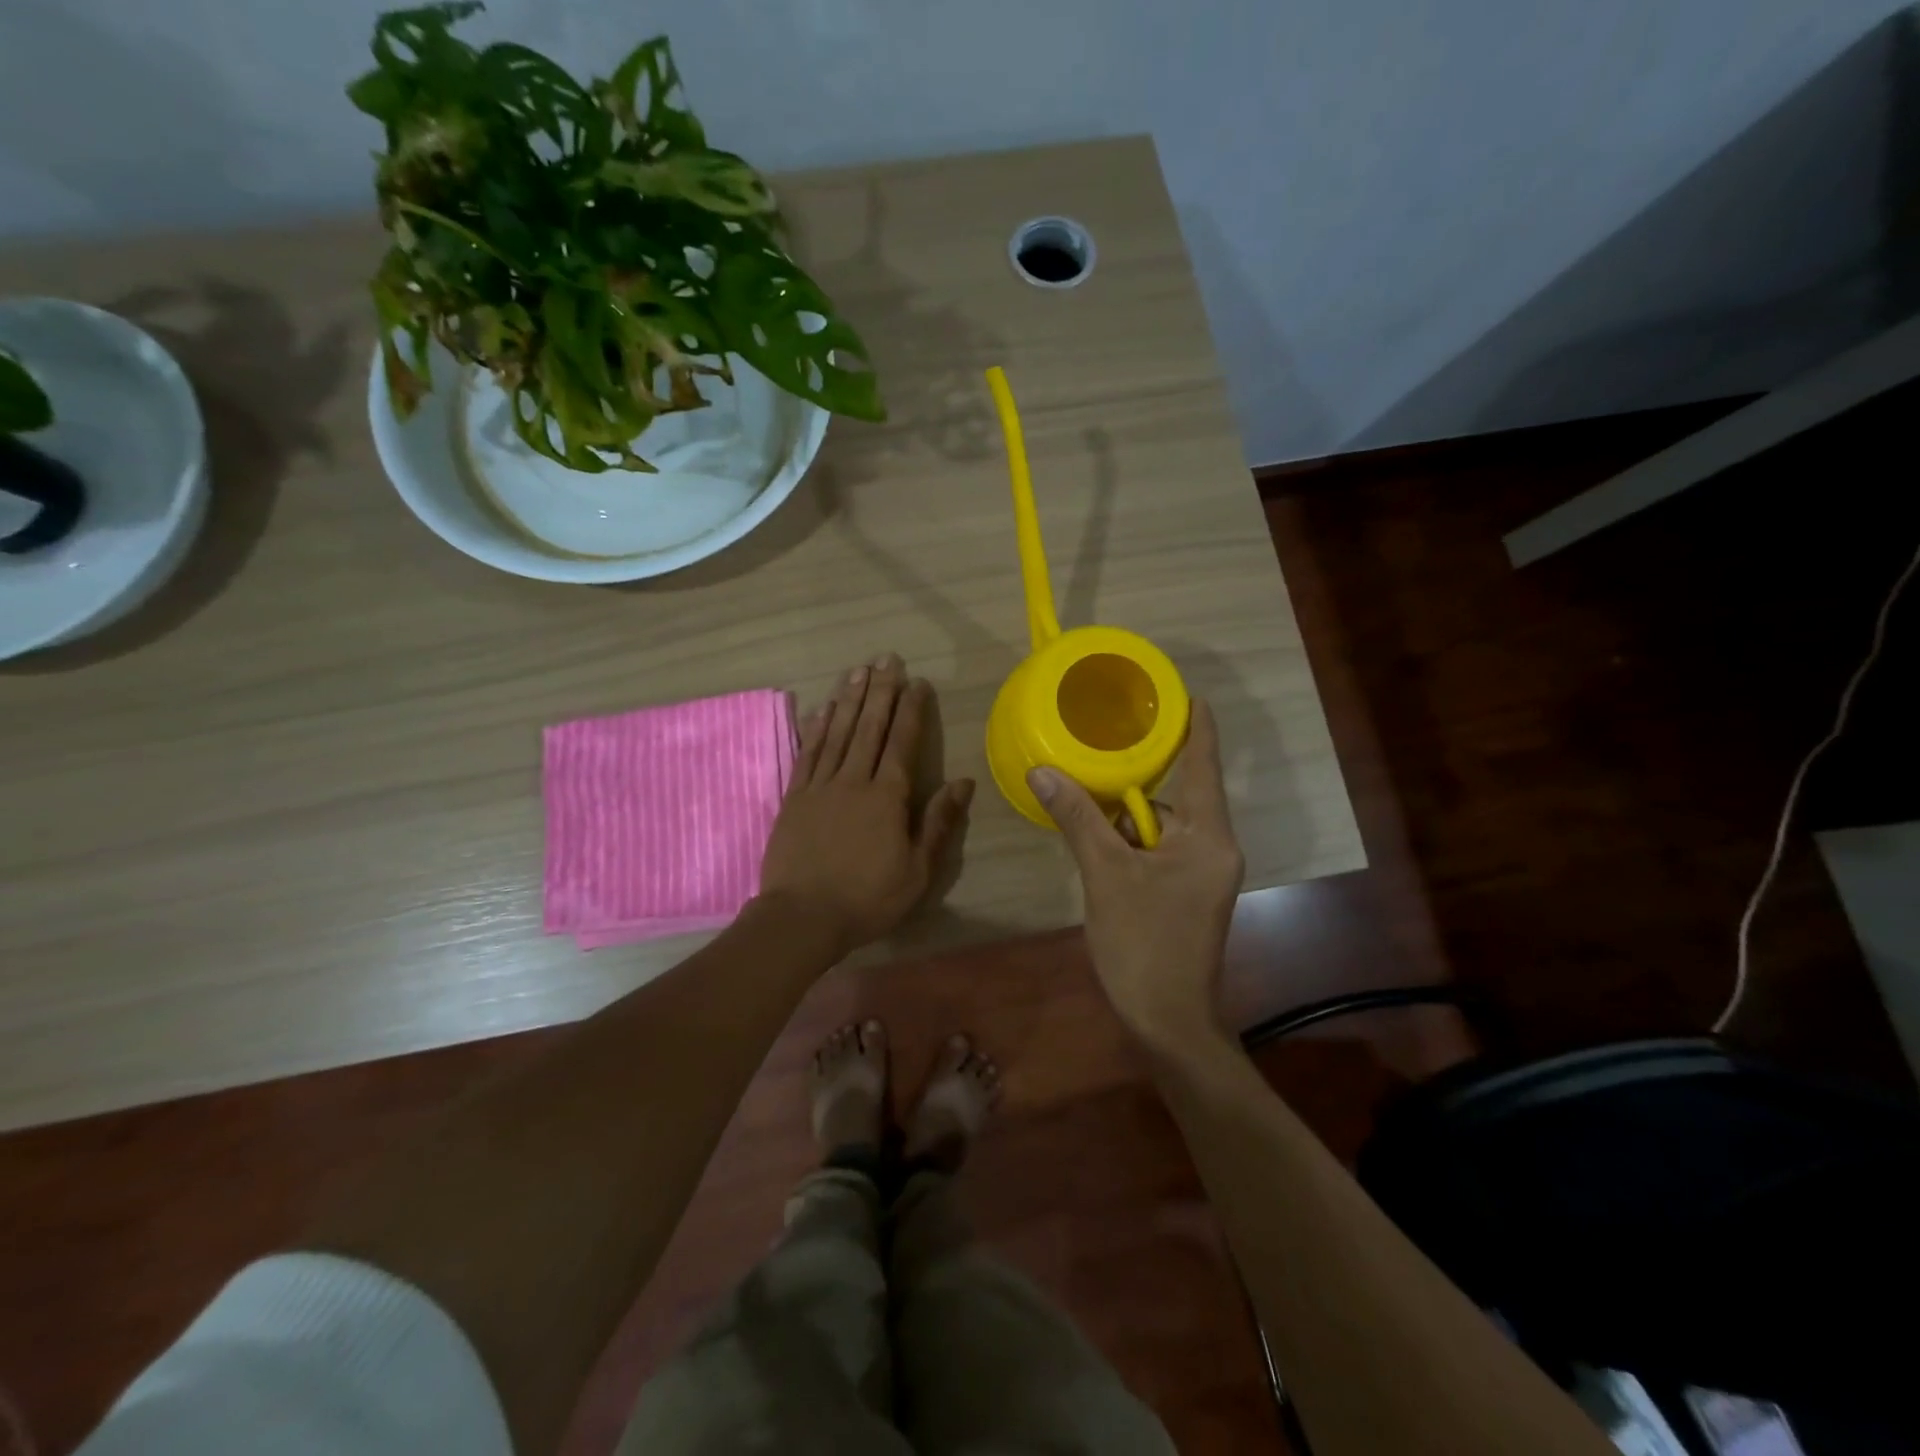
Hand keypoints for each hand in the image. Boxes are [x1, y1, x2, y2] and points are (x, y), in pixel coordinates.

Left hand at [760, 654, 974, 956]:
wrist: (802, 918)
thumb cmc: (867, 899)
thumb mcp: (917, 870)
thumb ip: (938, 822)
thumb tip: (963, 782)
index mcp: (887, 797)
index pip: (902, 743)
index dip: (911, 710)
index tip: (917, 682)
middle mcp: (853, 781)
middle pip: (868, 727)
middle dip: (880, 691)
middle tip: (886, 658)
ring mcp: (820, 787)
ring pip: (837, 733)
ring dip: (848, 700)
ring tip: (857, 671)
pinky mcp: (794, 798)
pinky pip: (807, 754)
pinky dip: (815, 729)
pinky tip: (821, 709)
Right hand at [1028, 698, 1244, 1053]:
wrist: (1168, 1021)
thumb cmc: (1144, 944)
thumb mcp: (1105, 874)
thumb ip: (1078, 818)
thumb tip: (1042, 771)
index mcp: (1207, 836)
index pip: (1203, 765)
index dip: (1196, 726)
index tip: (1187, 693)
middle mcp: (1215, 847)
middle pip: (1176, 794)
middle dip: (1137, 779)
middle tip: (1098, 751)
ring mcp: (1204, 872)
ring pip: (1162, 825)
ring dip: (1126, 816)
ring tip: (1085, 800)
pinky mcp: (1189, 891)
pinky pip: (1159, 848)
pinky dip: (1130, 841)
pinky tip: (1098, 842)